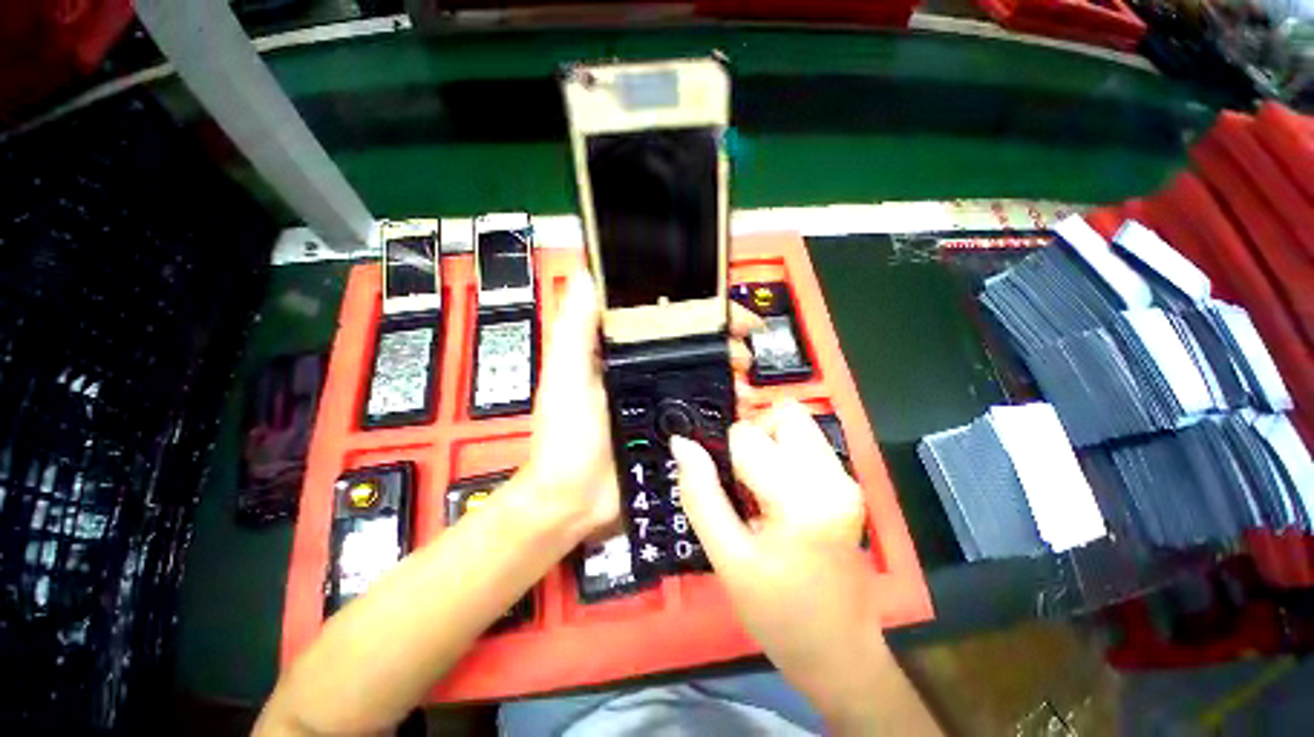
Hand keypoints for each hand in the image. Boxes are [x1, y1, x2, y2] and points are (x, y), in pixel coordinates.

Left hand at [524, 272, 762, 541]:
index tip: (726, 311)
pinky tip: (740, 408)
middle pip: (691, 347)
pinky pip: (705, 410)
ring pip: (704, 377)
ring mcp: (661, 401)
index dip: (696, 310)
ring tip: (744, 383)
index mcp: (620, 354)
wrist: (577, 502)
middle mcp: (644, 372)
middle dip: (722, 344)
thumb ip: (575, 329)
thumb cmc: (566, 439)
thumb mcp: (566, 377)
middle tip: (742, 352)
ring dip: (729, 375)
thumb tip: (584, 276)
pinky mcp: (673, 429)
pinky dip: (726, 406)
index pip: (663, 319)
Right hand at [671, 400, 883, 720]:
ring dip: (768, 442)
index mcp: (801, 499)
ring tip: (757, 485)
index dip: (725, 453)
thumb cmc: (777, 613)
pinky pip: (807, 442)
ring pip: (797, 423)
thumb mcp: (727, 558)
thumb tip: (682, 443)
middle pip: (783, 414)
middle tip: (740, 477)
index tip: (724, 484)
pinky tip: (776, 491)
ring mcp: (846, 479)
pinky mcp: (848, 484)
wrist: (838, 650)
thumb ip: (700, 494)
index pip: (748, 435)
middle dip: (753, 435)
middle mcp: (832, 478)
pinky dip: (784, 452)